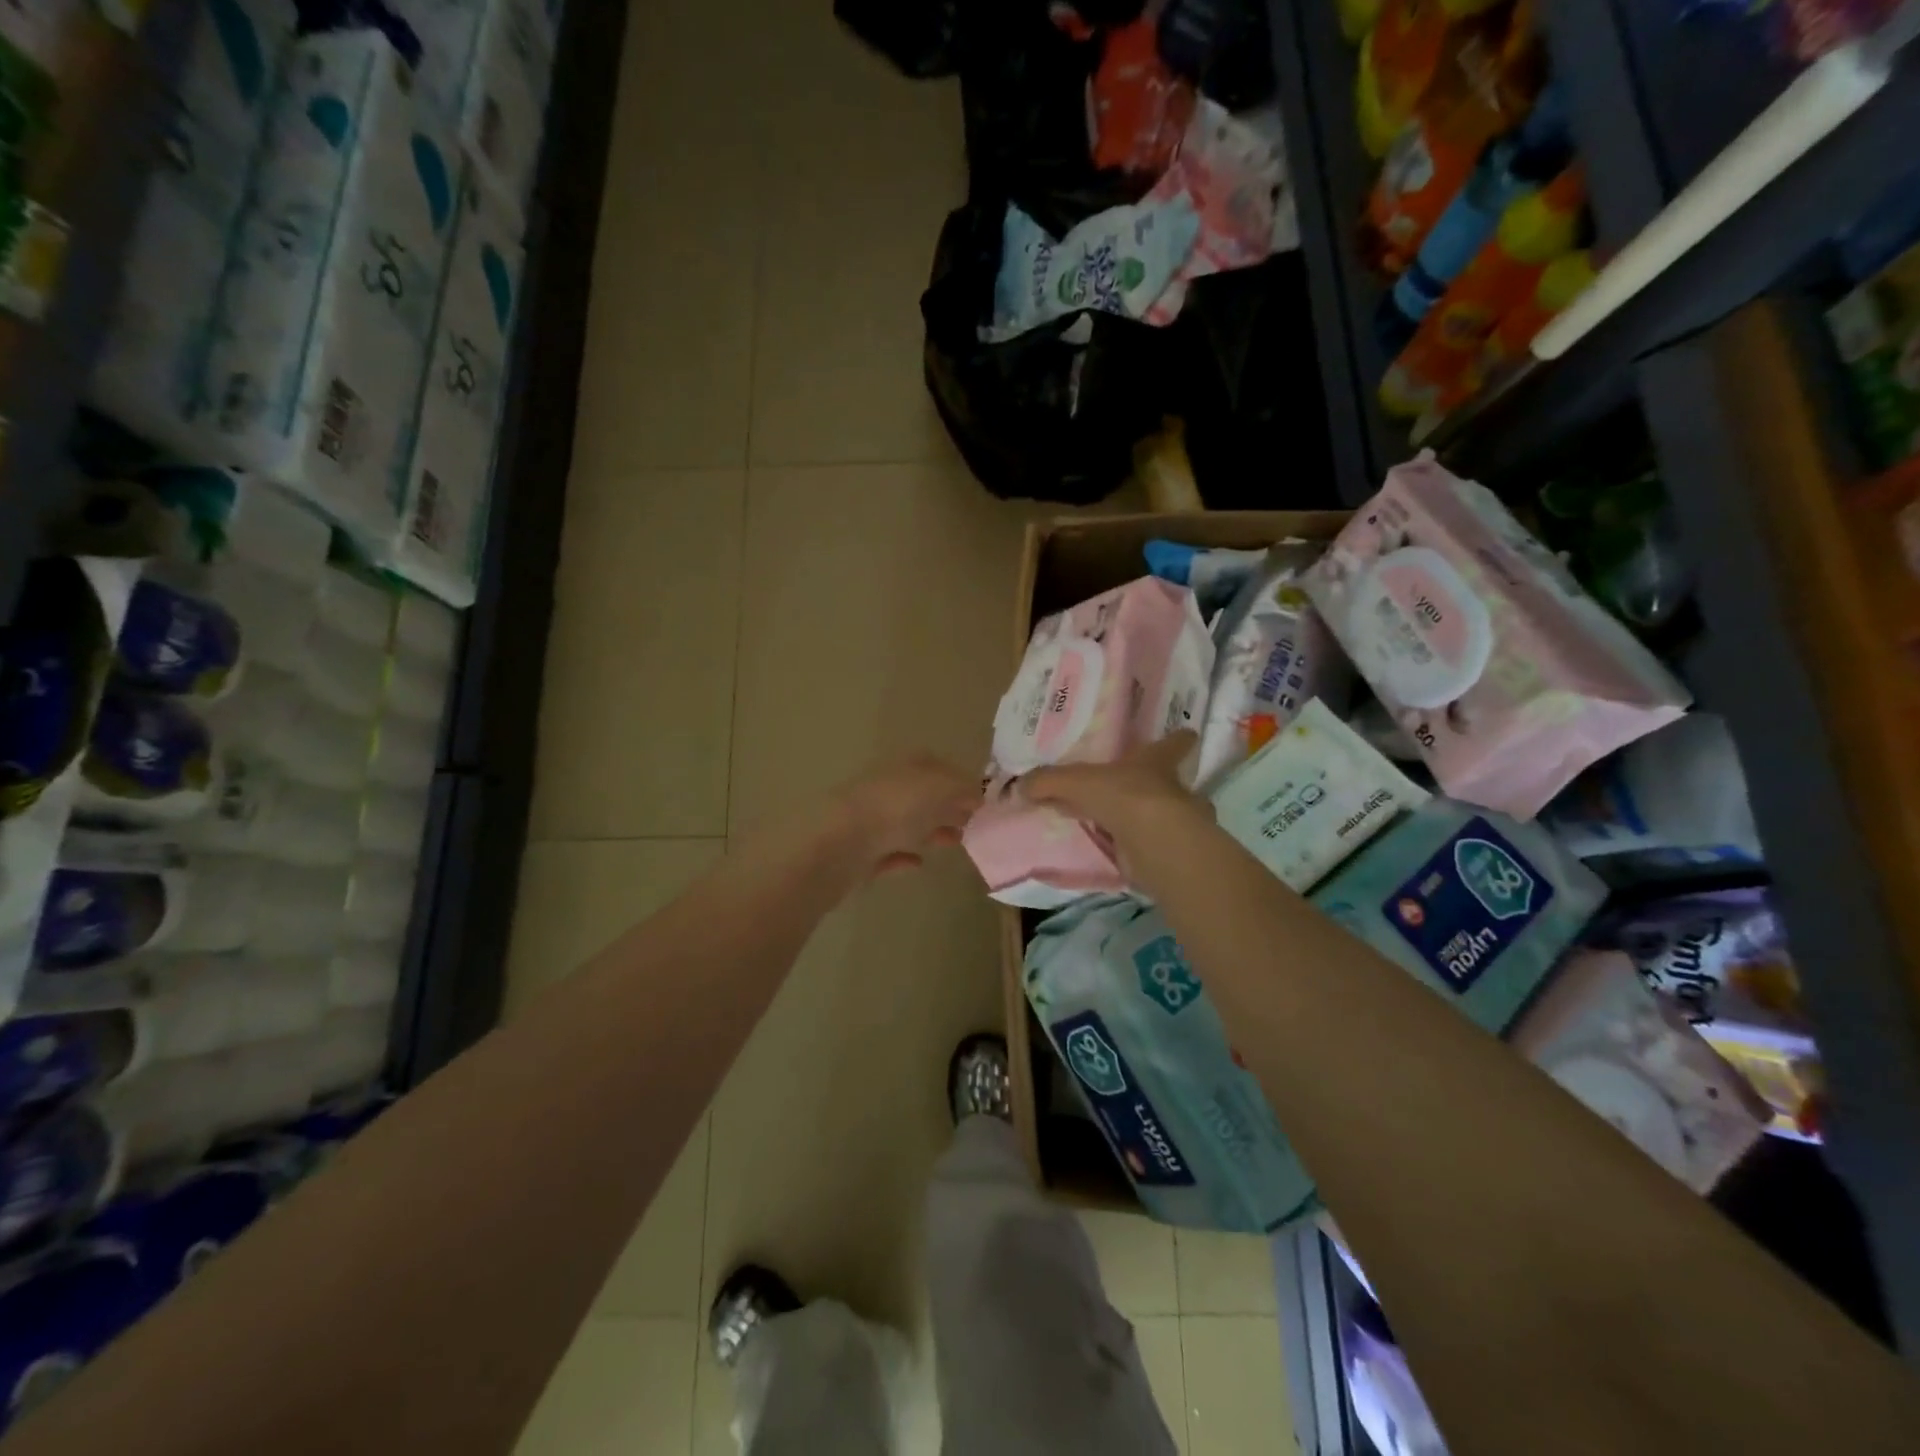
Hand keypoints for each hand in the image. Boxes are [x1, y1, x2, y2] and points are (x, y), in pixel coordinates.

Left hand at [831, 755, 981, 875]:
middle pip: (922, 796)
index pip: (936, 766)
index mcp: (903, 767)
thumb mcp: (939, 788)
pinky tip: (919, 864)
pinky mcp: (859, 854)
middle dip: (947, 807)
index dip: (960, 780)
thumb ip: (963, 789)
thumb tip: (979, 795)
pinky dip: (904, 857)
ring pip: (905, 823)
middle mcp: (885, 789)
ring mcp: (869, 821)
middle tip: (974, 824)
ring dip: (930, 831)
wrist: (839, 844)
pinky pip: (887, 853)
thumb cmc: (894, 808)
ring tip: (956, 843)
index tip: (982, 800)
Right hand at [1019, 731, 1203, 845]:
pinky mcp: (1171, 853)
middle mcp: (1173, 789)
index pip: (1175, 744)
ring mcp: (1178, 822)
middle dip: (1159, 785)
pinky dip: (1141, 851)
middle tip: (1136, 787)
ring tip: (1124, 826)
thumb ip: (1049, 781)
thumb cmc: (1124, 796)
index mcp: (1156, 762)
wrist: (1154, 842)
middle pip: (1172, 782)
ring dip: (1150, 821)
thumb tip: (1020, 785)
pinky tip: (1122, 855)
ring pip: (1167, 817)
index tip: (1189, 733)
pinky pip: (1153, 848)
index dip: (1180, 739)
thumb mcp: (1076, 781)